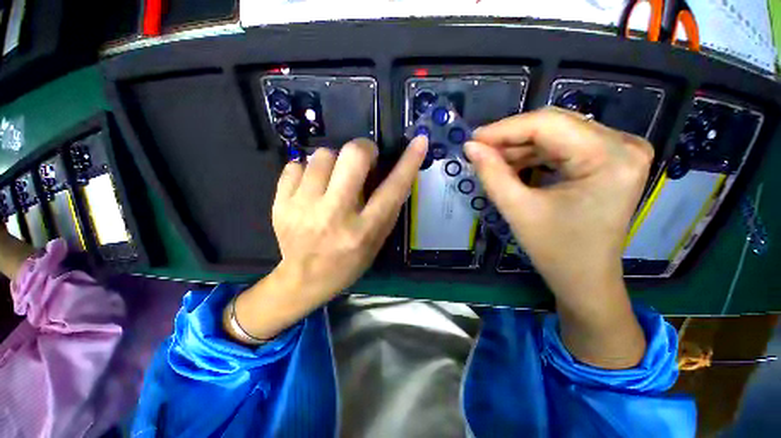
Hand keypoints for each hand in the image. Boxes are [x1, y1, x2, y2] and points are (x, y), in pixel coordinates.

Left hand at [228, 137, 427, 341]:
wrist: (304, 279)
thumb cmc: (348, 261)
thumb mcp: (377, 240)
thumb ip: (387, 208)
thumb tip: (395, 171)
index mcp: (364, 230)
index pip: (392, 189)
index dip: (409, 162)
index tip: (419, 141)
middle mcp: (335, 215)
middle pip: (352, 156)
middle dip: (363, 149)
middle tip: (363, 160)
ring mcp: (303, 207)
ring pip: (322, 155)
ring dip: (334, 161)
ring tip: (333, 179)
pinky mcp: (281, 204)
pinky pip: (295, 165)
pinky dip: (308, 171)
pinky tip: (312, 187)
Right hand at [465, 107, 651, 367]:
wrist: (587, 283)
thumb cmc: (557, 253)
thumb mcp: (520, 211)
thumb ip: (494, 174)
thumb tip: (471, 147)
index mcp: (610, 157)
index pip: (548, 124)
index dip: (504, 128)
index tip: (472, 138)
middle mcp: (622, 146)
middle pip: (552, 125)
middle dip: (508, 136)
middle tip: (476, 150)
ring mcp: (617, 152)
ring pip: (554, 134)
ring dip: (518, 146)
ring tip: (490, 161)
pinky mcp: (605, 161)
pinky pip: (559, 147)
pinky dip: (531, 155)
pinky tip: (513, 168)